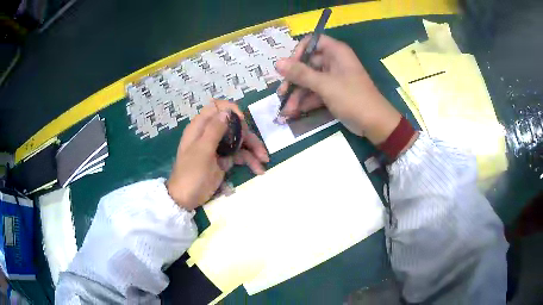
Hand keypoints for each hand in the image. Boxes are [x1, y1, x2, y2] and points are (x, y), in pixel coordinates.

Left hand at [167, 101, 268, 209]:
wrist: (186, 199)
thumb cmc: (191, 173)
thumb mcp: (202, 150)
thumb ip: (214, 130)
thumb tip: (227, 111)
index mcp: (200, 127)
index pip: (217, 107)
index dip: (231, 110)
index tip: (241, 121)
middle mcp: (210, 133)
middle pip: (233, 125)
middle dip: (247, 134)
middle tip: (255, 146)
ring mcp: (218, 147)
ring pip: (239, 140)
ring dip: (253, 148)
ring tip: (264, 160)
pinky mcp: (224, 159)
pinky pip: (240, 155)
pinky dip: (250, 161)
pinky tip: (259, 170)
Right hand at [276, 35, 401, 144]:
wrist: (375, 123)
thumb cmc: (353, 98)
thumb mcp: (325, 85)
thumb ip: (301, 73)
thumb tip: (277, 63)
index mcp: (335, 52)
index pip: (311, 42)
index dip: (298, 52)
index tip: (288, 67)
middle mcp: (333, 62)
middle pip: (307, 64)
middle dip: (293, 81)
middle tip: (282, 94)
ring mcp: (332, 78)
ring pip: (309, 81)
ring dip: (297, 95)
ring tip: (286, 111)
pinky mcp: (332, 93)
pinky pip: (315, 93)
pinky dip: (306, 102)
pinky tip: (294, 113)